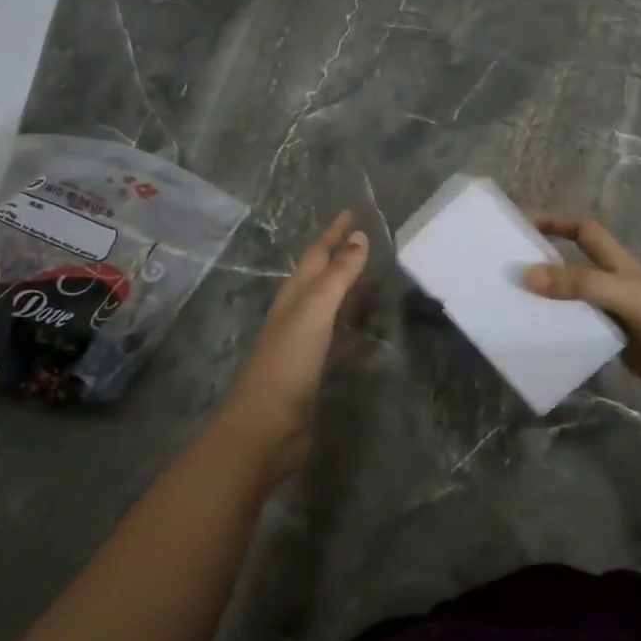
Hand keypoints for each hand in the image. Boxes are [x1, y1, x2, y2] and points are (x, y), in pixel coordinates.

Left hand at [216, 211, 368, 480]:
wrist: (265, 428)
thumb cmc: (288, 363)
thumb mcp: (314, 311)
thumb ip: (338, 275)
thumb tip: (359, 237)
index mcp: (295, 296)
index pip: (317, 254)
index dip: (334, 233)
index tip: (352, 212)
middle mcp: (298, 314)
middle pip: (322, 277)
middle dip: (342, 257)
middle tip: (368, 242)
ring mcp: (305, 343)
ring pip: (331, 307)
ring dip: (349, 291)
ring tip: (375, 281)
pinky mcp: (314, 370)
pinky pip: (338, 338)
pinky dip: (352, 327)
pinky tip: (366, 331)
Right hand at [523, 214, 640, 419]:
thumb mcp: (625, 297)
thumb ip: (579, 285)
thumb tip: (525, 274)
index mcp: (620, 266)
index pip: (584, 231)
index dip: (556, 222)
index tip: (522, 224)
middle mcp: (616, 287)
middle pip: (574, 267)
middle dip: (543, 263)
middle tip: (504, 271)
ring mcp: (618, 319)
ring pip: (575, 303)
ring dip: (549, 303)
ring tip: (511, 309)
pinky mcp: (620, 348)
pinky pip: (582, 335)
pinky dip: (561, 335)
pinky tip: (540, 344)